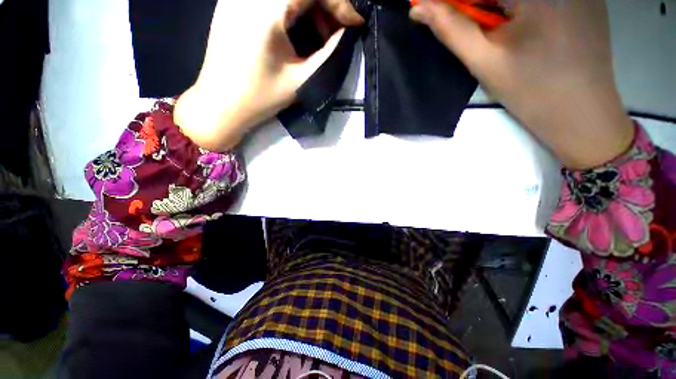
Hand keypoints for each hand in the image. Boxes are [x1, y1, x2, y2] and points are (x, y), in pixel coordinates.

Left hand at [174, 0, 362, 150]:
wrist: (221, 104)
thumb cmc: (261, 97)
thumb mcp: (302, 78)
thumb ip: (329, 52)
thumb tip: (347, 32)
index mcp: (266, 8)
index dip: (340, 3)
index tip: (356, 22)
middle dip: (326, 5)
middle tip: (338, 31)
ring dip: (310, 7)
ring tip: (321, 35)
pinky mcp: (233, 3)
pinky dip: (292, 8)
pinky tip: (299, 29)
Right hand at [410, 0, 634, 168]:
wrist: (581, 114)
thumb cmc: (531, 91)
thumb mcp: (484, 61)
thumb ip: (451, 29)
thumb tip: (419, 8)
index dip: (455, 0)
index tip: (437, 9)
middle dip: (475, 4)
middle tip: (463, 20)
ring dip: (495, 6)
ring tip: (496, 29)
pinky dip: (517, 6)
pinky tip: (518, 23)